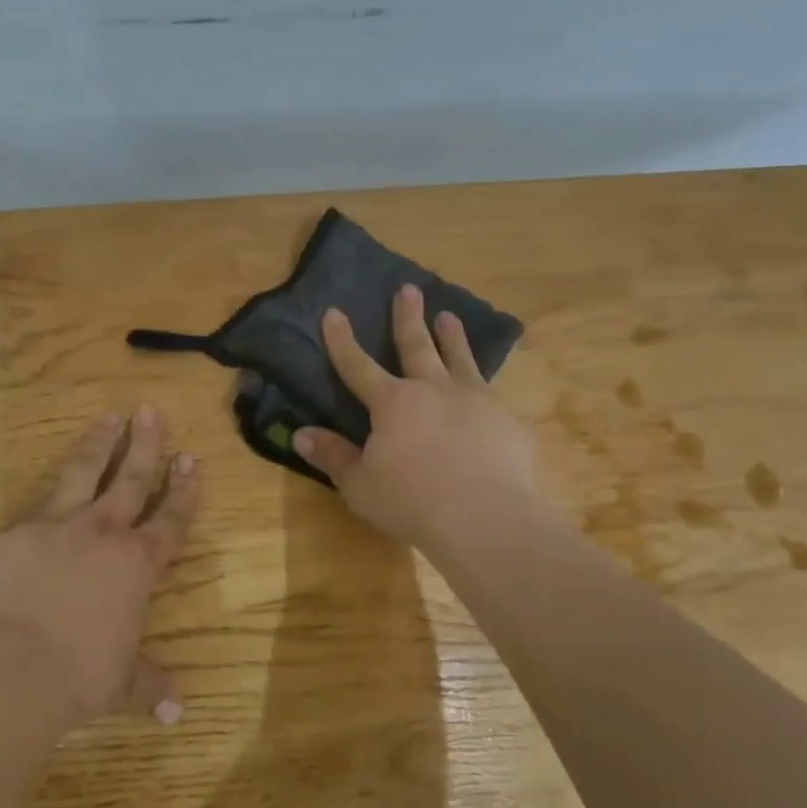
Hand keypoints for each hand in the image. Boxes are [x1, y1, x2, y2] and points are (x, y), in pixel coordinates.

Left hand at [0, 405, 197, 729]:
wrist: (12, 666)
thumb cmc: (78, 676)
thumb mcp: (121, 684)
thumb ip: (150, 685)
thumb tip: (178, 712)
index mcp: (138, 565)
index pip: (170, 518)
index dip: (183, 489)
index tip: (191, 459)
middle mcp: (106, 533)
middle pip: (133, 478)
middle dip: (147, 444)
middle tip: (153, 411)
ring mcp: (63, 524)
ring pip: (88, 470)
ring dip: (102, 441)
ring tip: (111, 416)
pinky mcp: (22, 528)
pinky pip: (42, 496)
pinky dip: (54, 481)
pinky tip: (56, 469)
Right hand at [294, 284, 544, 560]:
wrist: (486, 518)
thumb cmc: (412, 502)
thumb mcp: (360, 484)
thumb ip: (333, 456)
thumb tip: (300, 434)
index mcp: (392, 403)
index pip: (357, 365)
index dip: (342, 340)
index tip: (333, 312)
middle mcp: (432, 390)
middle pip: (416, 345)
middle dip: (408, 316)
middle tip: (408, 289)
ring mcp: (475, 400)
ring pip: (460, 358)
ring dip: (452, 336)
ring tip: (449, 316)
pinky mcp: (506, 420)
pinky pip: (492, 395)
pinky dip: (485, 386)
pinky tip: (489, 390)